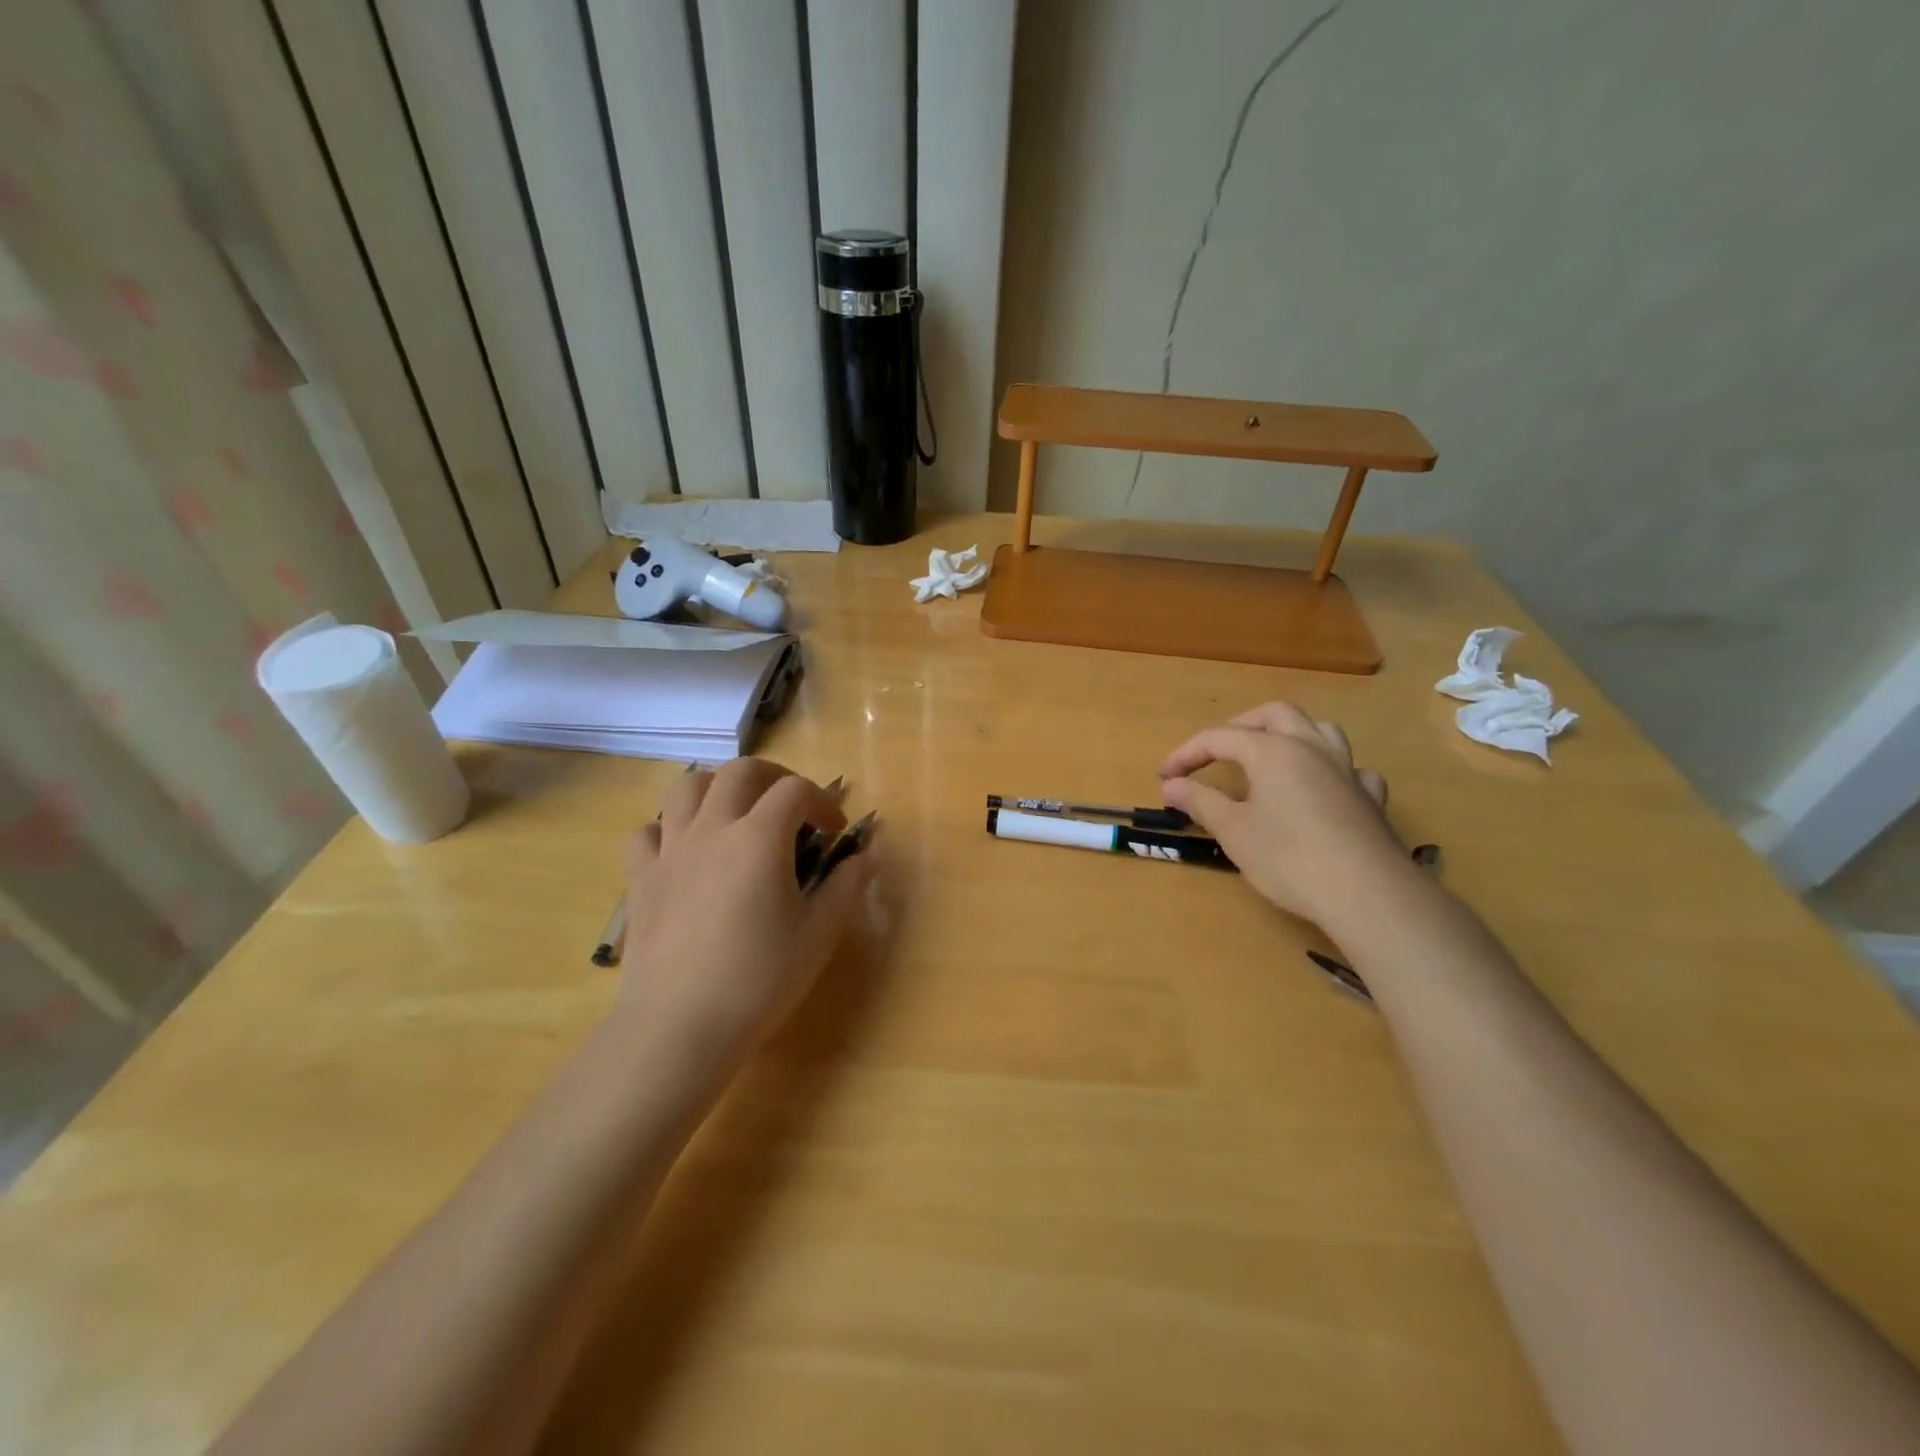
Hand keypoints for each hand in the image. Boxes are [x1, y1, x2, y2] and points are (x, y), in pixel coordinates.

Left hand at [617, 759, 875, 1072]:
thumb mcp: (819, 934)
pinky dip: (669, 828)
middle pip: (740, 771)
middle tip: (791, 808)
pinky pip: (648, 832)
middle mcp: (712, 829)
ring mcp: (670, 850)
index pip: (795, 790)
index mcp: (759, 838)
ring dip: (719, 788)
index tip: (835, 832)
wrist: (679, 1027)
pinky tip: (685, 852)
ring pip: (687, 787)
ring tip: (737, 815)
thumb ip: (847, 886)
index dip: (822, 801)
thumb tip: (868, 855)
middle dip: (774, 778)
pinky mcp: (641, 878)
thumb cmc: (759, 980)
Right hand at [1158, 703, 1402, 928]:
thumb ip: (1200, 801)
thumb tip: (1172, 784)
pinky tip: (1324, 789)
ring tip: (1271, 756)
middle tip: (1216, 753)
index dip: (1186, 754)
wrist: (1366, 893)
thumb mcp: (1233, 831)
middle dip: (1239, 727)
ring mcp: (1347, 770)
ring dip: (1290, 734)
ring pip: (1320, 730)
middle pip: (1274, 715)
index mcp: (1272, 750)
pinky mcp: (1370, 798)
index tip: (1164, 777)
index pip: (1219, 738)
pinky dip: (1332, 771)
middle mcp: (1311, 748)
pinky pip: (1352, 769)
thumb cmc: (1288, 858)